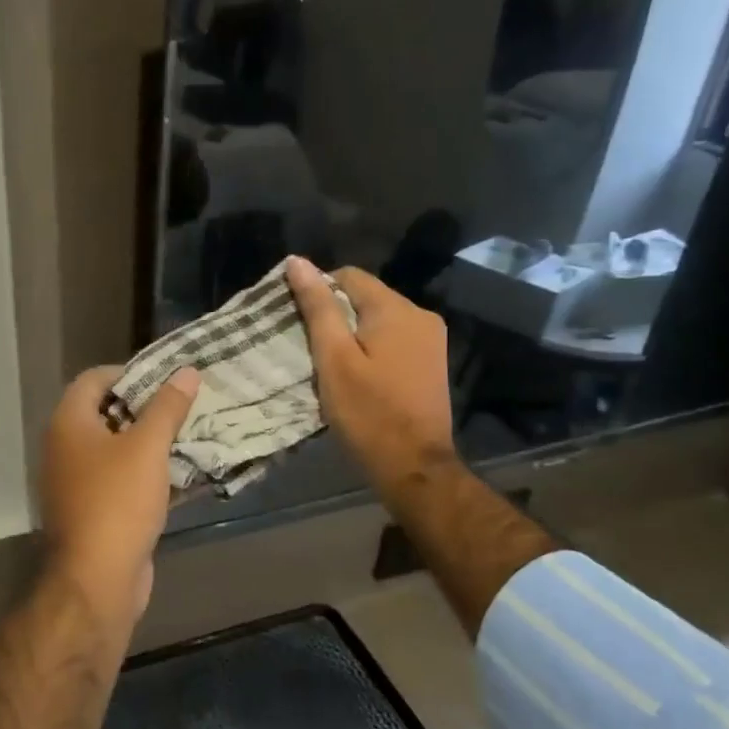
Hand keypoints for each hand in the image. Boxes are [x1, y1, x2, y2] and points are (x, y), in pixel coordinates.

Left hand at [38, 364, 200, 620]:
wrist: (97, 579)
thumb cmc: (118, 501)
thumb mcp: (147, 447)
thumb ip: (168, 407)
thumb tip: (187, 371)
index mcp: (68, 424)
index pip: (94, 379)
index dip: (129, 372)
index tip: (166, 378)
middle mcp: (65, 447)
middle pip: (106, 413)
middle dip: (145, 407)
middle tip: (184, 404)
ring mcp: (77, 481)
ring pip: (116, 448)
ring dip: (149, 441)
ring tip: (190, 433)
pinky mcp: (94, 509)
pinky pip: (121, 479)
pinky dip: (147, 471)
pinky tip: (180, 472)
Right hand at [286, 256, 456, 496]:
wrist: (413, 466)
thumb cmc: (368, 413)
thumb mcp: (334, 359)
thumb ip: (318, 308)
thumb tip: (298, 262)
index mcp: (396, 310)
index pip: (349, 276)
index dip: (318, 290)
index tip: (297, 320)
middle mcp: (420, 315)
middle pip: (366, 297)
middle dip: (335, 314)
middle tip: (308, 346)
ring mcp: (431, 340)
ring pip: (378, 319)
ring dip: (352, 333)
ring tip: (328, 362)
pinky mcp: (431, 362)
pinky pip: (393, 339)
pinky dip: (370, 348)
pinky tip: (356, 374)